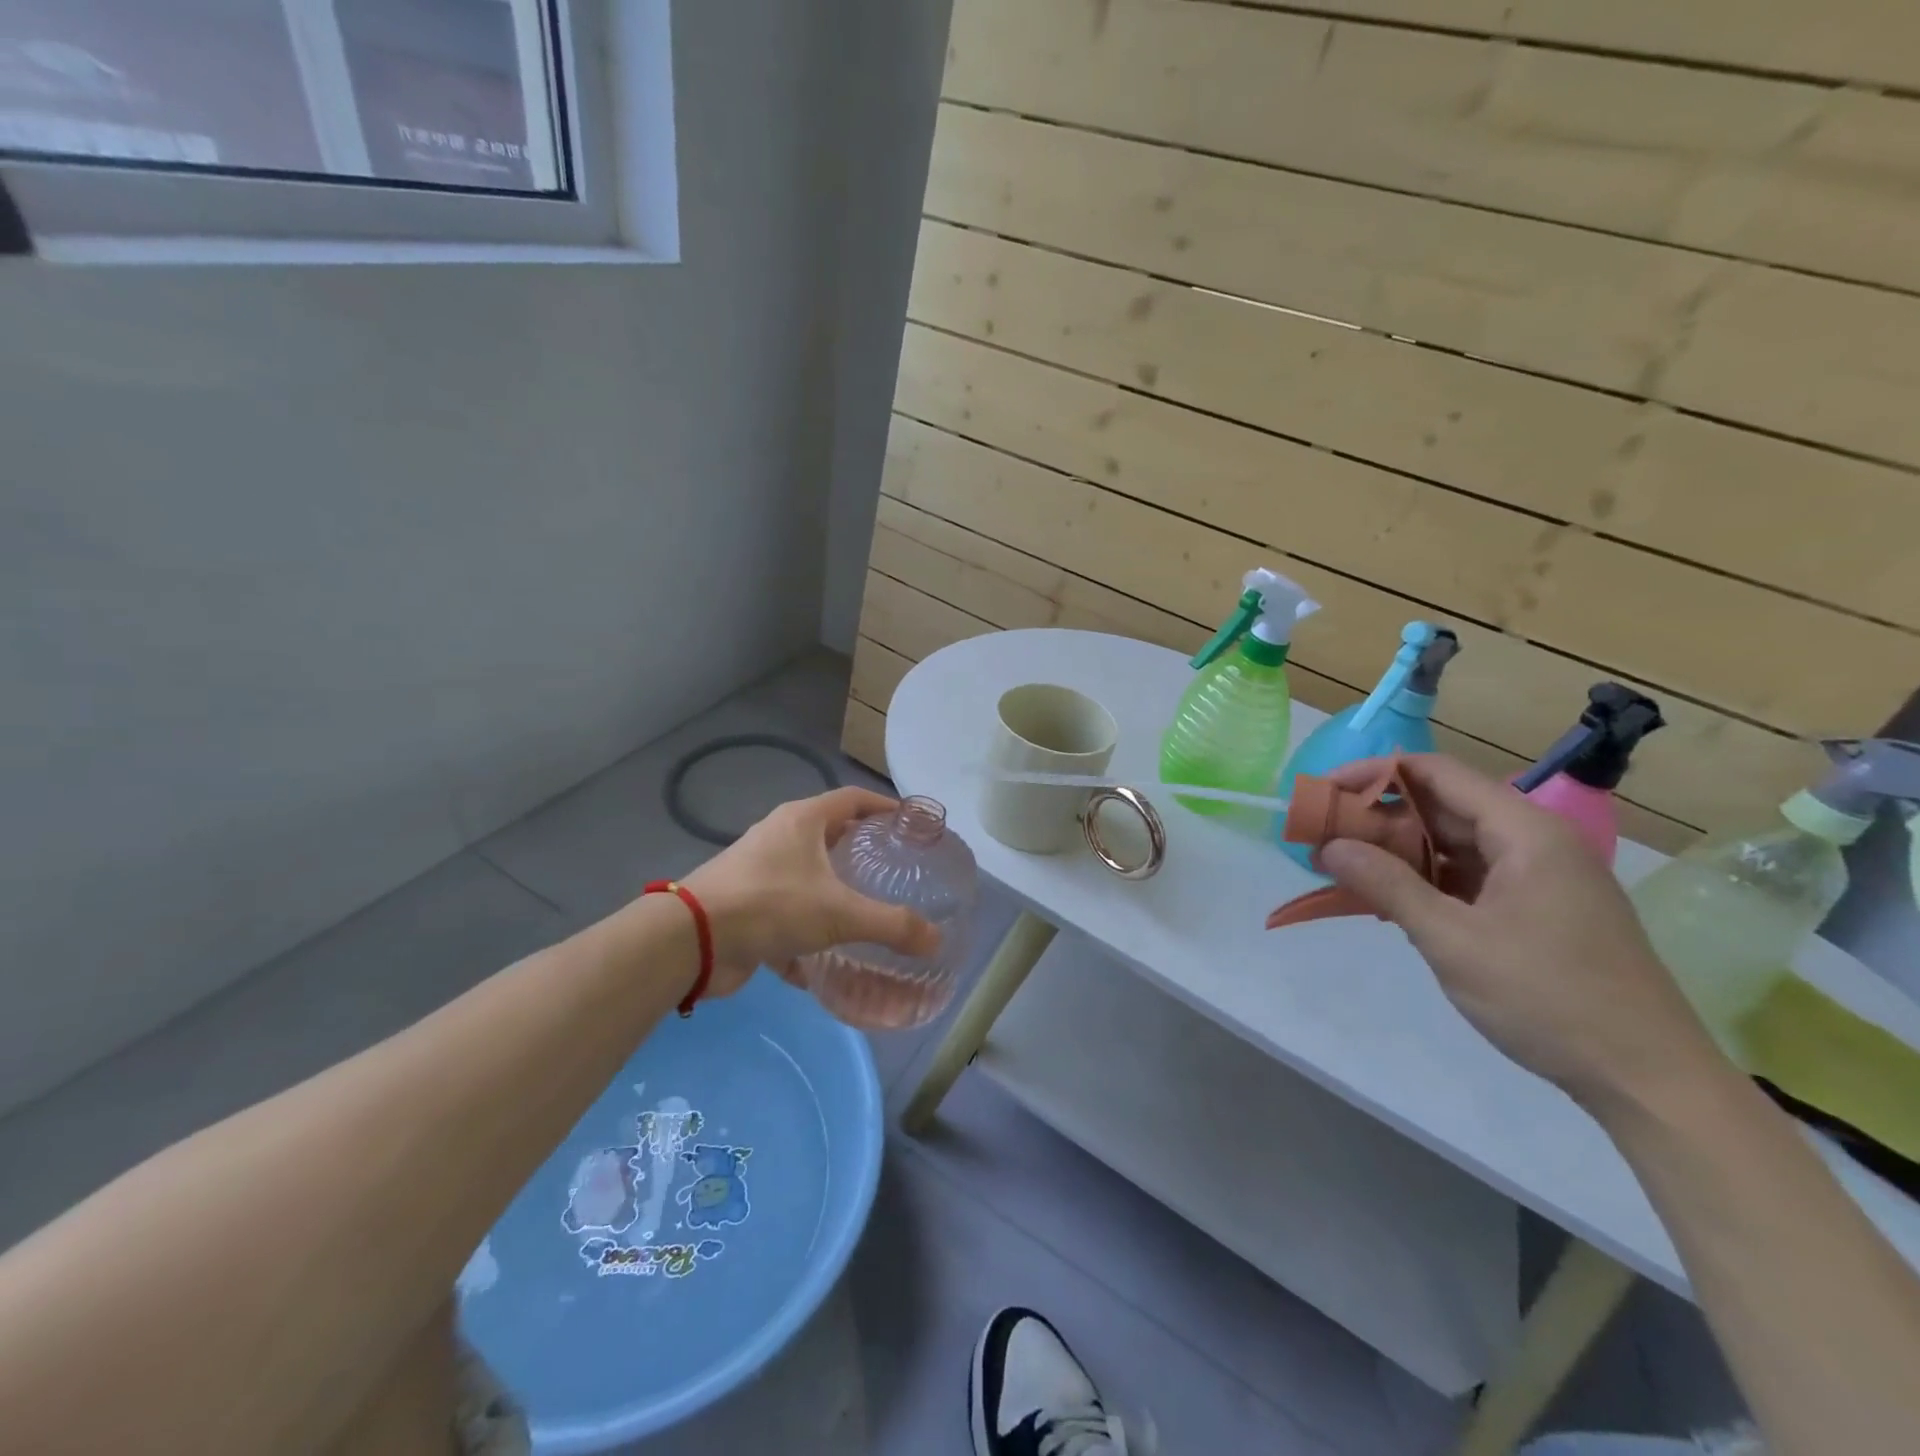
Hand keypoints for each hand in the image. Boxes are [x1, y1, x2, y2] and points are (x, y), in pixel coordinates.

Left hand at [681, 787, 939, 996]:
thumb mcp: (839, 913)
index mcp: (803, 820)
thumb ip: (891, 925)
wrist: (692, 940)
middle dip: (861, 851)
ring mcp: (760, 870)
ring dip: (835, 892)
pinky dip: (809, 931)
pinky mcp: (746, 905)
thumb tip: (936, 940)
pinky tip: (829, 959)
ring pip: (808, 875)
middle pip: (830, 834)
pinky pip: (788, 912)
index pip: (853, 799)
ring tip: (868, 911)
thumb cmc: (771, 905)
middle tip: (895, 871)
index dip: (884, 806)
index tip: (910, 824)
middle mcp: (780, 837)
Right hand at [1316, 755, 1721, 1107]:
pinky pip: (1468, 877)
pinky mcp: (1537, 910)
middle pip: (1443, 806)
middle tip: (1322, 834)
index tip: (1324, 790)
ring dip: (1397, 851)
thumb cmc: (1549, 999)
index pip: (1437, 774)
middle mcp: (1534, 842)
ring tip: (1342, 865)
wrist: (1650, 1080)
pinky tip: (1388, 899)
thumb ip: (1388, 886)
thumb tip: (1329, 846)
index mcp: (1525, 832)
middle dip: (1378, 816)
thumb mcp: (1454, 941)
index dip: (1375, 773)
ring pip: (1454, 844)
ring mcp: (1539, 877)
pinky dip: (1425, 880)